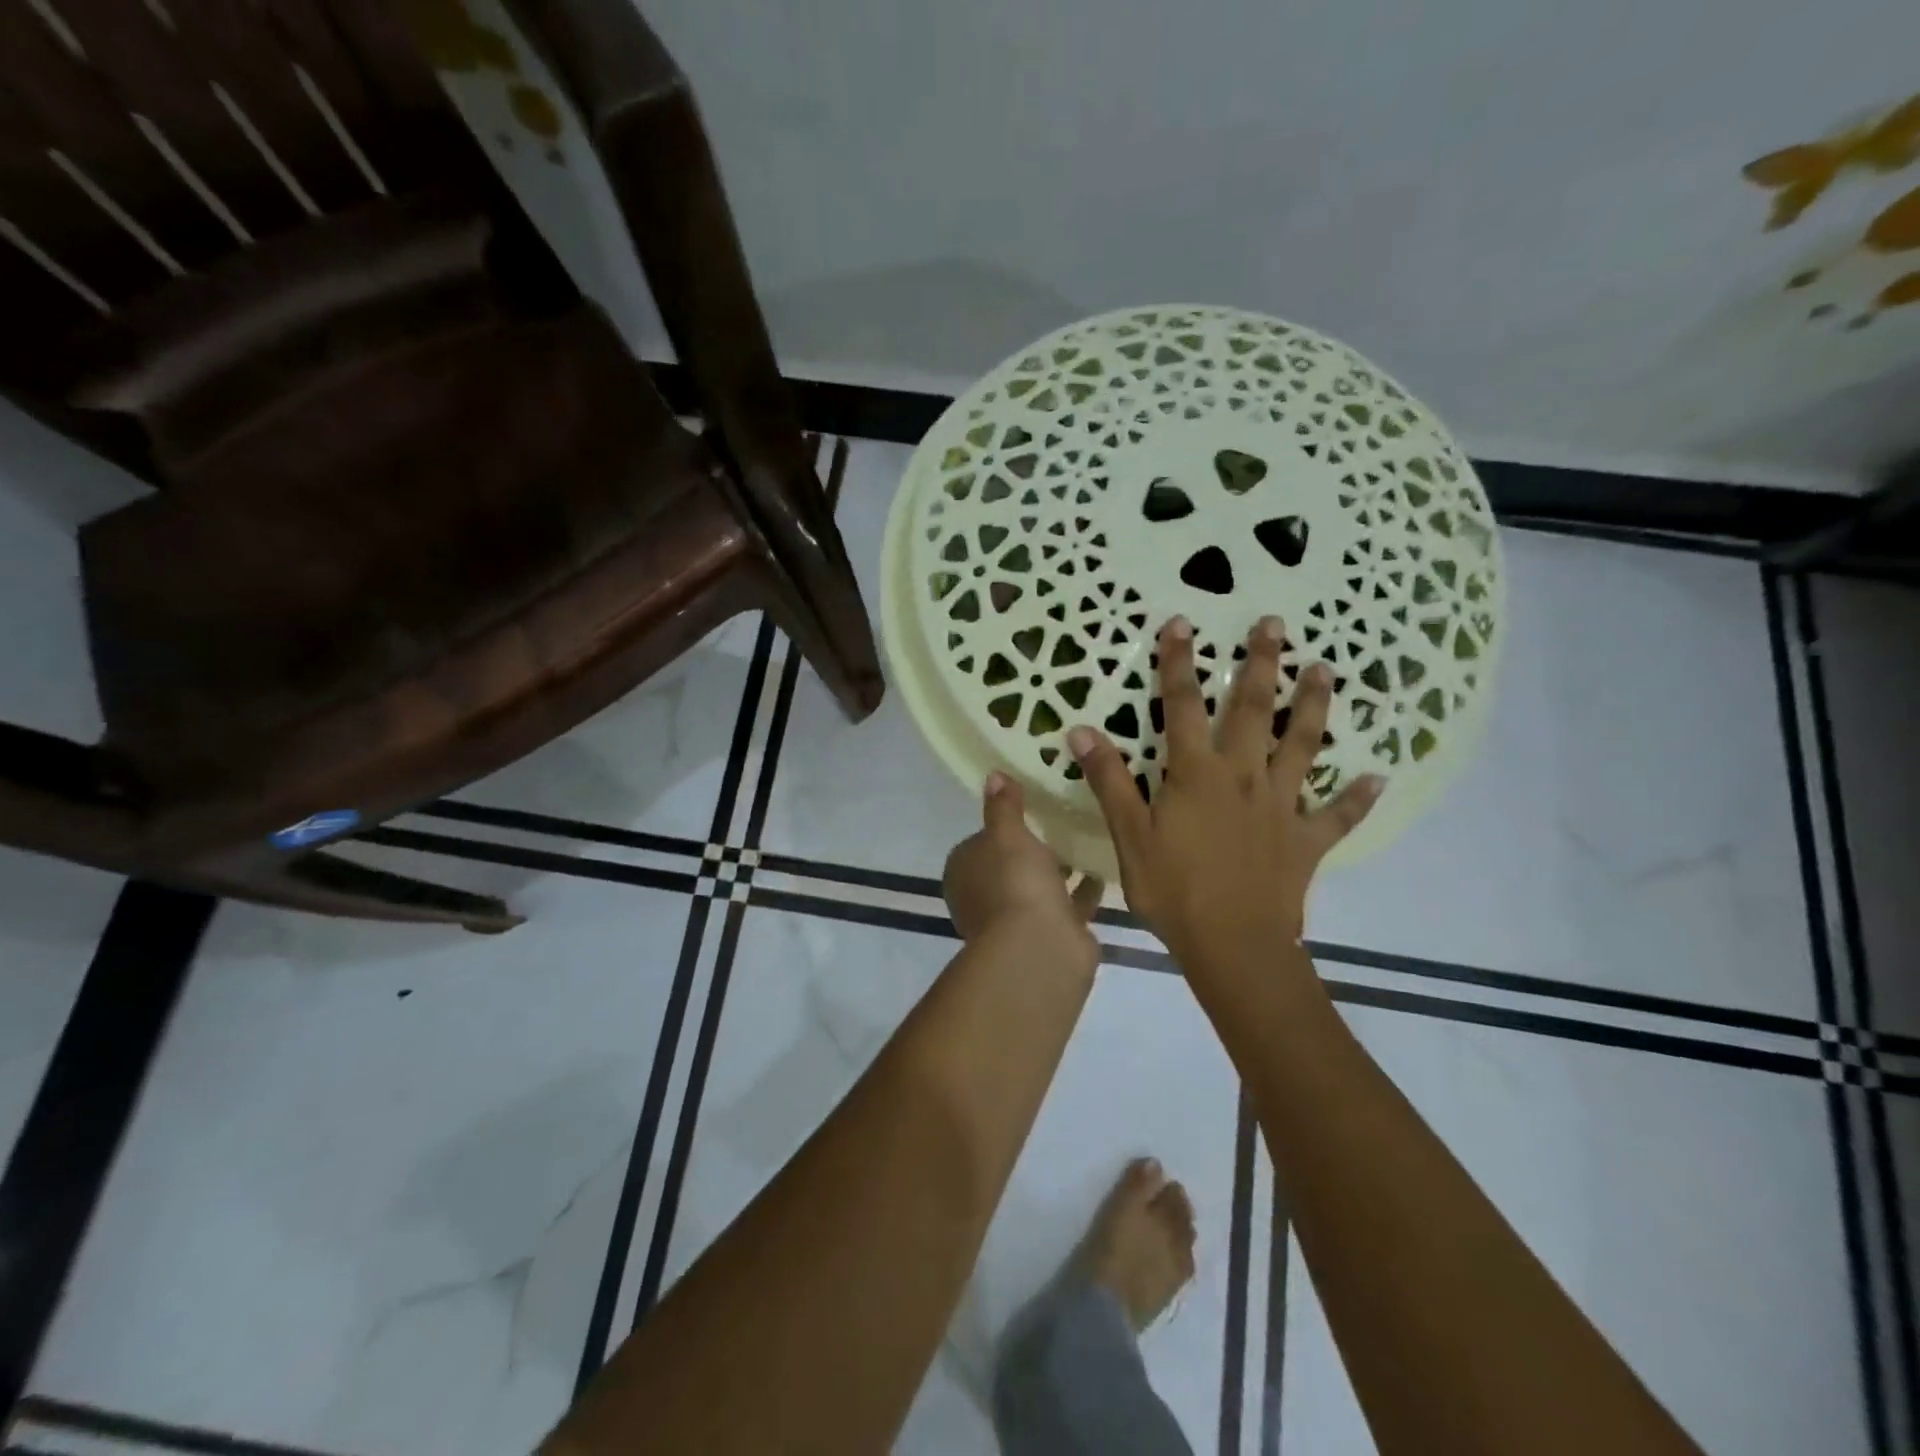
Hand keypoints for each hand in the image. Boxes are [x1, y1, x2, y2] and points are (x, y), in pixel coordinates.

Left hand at [944, 772, 1103, 960]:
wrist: (1040, 949)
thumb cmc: (1014, 882)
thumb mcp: (1006, 833)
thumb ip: (1003, 805)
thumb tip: (993, 776)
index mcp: (965, 872)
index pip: (978, 843)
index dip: (999, 827)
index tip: (1027, 809)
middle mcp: (985, 898)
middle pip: (1009, 866)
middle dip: (1031, 850)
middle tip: (1061, 821)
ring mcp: (1016, 920)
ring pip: (1038, 887)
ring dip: (1057, 871)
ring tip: (1085, 841)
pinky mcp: (1050, 935)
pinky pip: (1067, 905)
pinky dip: (1081, 891)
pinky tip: (1102, 870)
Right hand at [1066, 615, 1381, 980]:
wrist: (1233, 945)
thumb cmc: (1173, 890)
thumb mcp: (1129, 835)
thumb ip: (1109, 781)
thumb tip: (1081, 730)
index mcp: (1196, 773)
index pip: (1182, 706)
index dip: (1179, 663)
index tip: (1182, 623)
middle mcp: (1243, 776)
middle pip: (1252, 710)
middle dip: (1260, 663)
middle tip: (1274, 623)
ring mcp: (1280, 805)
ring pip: (1302, 745)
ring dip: (1313, 706)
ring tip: (1324, 670)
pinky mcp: (1306, 839)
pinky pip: (1337, 815)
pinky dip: (1358, 798)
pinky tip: (1379, 778)